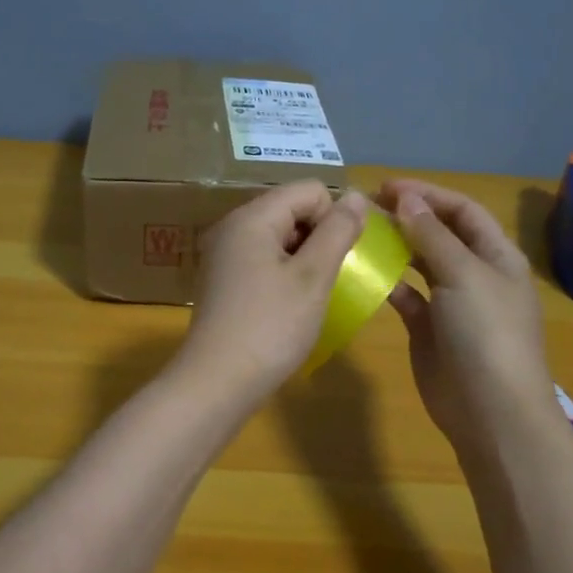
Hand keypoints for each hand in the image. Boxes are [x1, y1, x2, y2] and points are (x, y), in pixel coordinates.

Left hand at [176, 181, 368, 409]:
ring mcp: (223, 255)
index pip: (308, 190)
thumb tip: (356, 197)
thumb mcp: (313, 277)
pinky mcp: (222, 281)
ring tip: (310, 296)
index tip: (339, 259)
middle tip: (327, 280)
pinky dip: (283, 274)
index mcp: (252, 217)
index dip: (333, 217)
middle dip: (318, 237)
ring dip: (303, 258)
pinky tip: (289, 306)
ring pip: (278, 237)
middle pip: (291, 210)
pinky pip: (262, 260)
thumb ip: (338, 231)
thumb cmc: (270, 327)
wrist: (216, 382)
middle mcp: (232, 227)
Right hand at [380, 178, 555, 453]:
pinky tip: (365, 274)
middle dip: (408, 217)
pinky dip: (388, 283)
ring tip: (361, 233)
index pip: (462, 211)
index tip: (385, 187)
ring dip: (396, 247)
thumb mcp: (463, 274)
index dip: (427, 194)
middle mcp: (476, 274)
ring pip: (421, 265)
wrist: (491, 410)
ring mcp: (452, 304)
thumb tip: (405, 198)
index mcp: (497, 256)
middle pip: (441, 234)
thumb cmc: (486, 333)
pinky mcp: (429, 331)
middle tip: (366, 207)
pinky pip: (407, 297)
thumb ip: (431, 235)